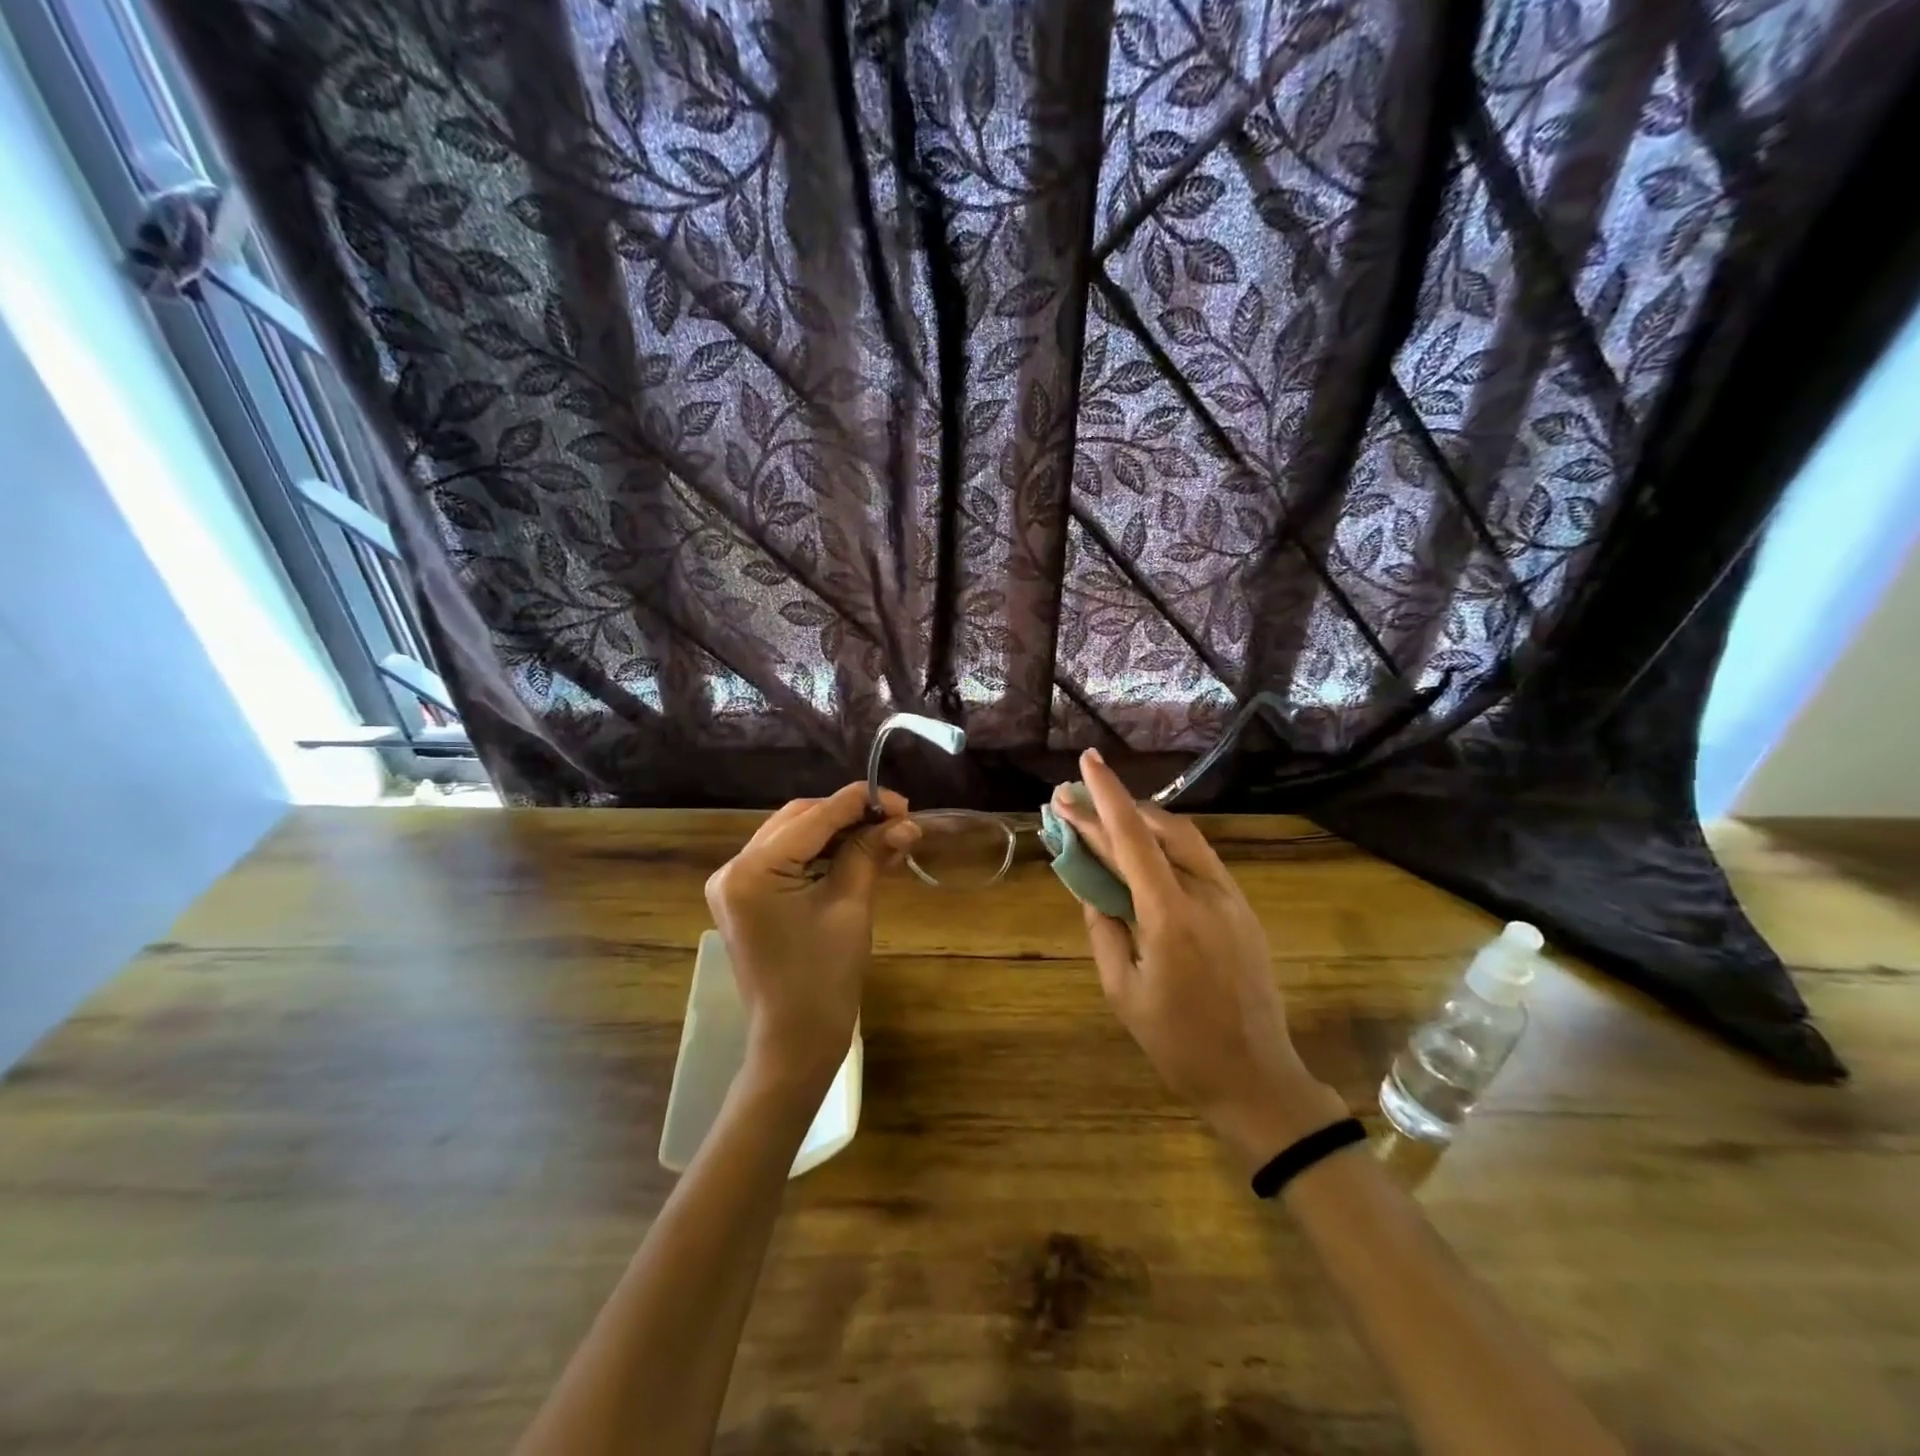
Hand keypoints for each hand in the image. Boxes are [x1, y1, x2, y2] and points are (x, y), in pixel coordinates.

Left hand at [705, 783, 918, 1093]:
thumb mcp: (851, 906)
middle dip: (849, 815)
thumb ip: (871, 853)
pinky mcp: (747, 898)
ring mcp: (736, 884)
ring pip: (795, 836)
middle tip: (896, 820)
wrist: (795, 1042)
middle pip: (800, 820)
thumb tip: (905, 822)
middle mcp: (734, 868)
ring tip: (885, 836)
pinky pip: (787, 859)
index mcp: (752, 870)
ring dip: (838, 833)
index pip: (813, 817)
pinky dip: (822, 854)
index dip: (860, 803)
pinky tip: (858, 853)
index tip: (902, 802)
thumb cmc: (824, 978)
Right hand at [1052, 748, 1347, 1172]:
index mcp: (1170, 914)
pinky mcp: (1243, 909)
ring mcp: (1231, 898)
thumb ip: (1103, 929)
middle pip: (1157, 829)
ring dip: (1141, 820)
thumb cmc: (1178, 1043)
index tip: (1085, 761)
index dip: (1105, 796)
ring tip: (1105, 817)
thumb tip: (1090, 886)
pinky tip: (1143, 850)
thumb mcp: (1123, 990)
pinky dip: (1165, 843)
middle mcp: (1205, 893)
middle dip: (1113, 808)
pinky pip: (1199, 859)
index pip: (1132, 838)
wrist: (1255, 1076)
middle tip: (1074, 799)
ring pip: (1183, 838)